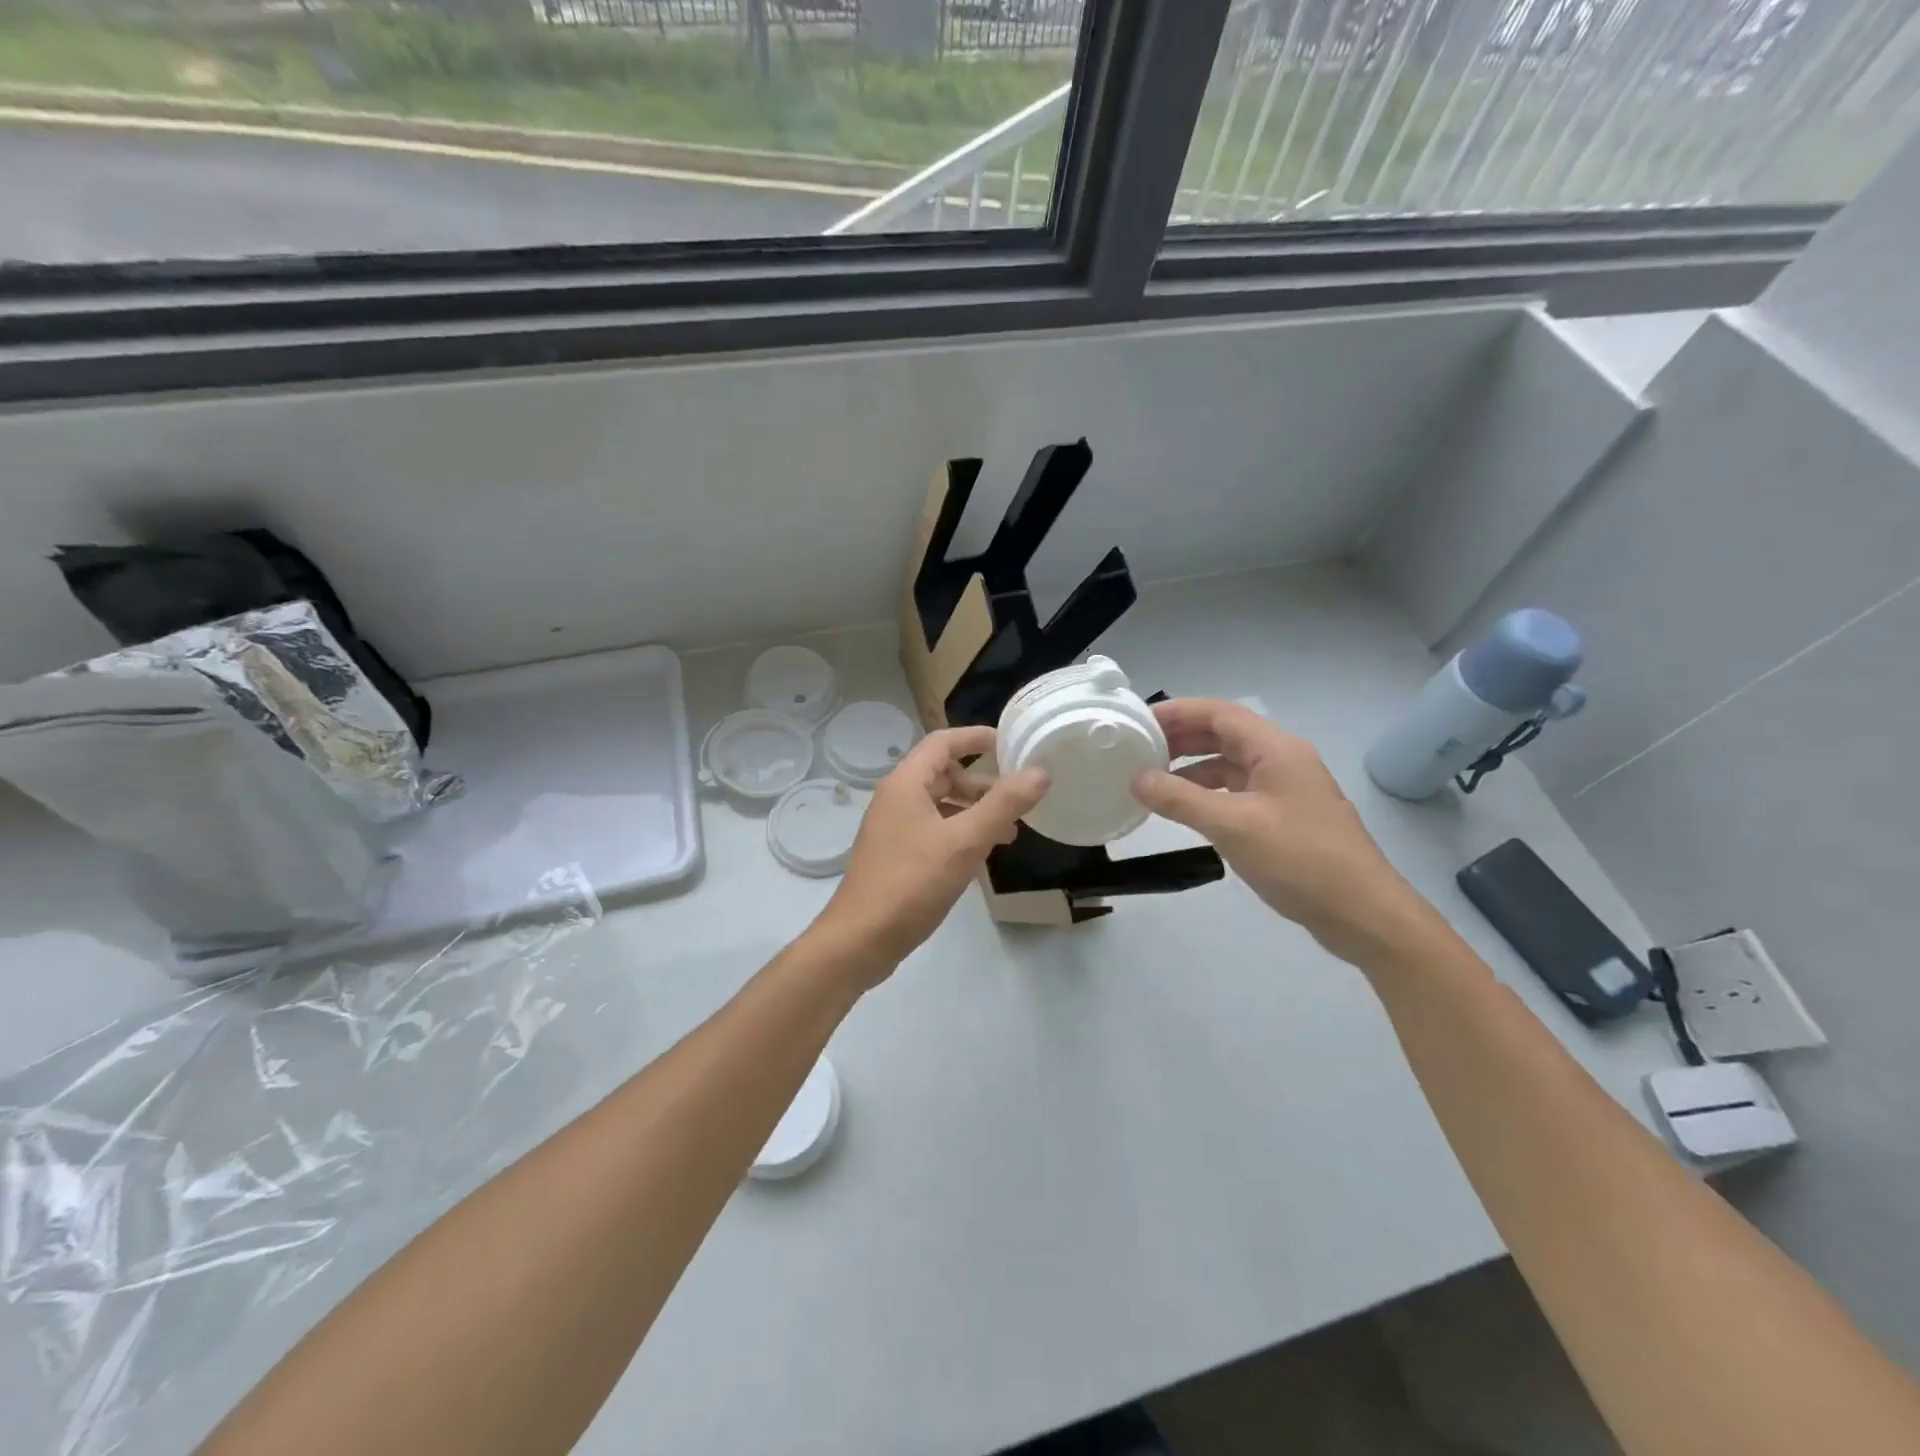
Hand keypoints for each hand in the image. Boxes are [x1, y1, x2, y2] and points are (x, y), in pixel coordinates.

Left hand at [815, 725, 1048, 976]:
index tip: (1011, 743)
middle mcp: (896, 798)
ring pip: (940, 805)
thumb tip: (1040, 772)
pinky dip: (960, 833)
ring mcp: (893, 828)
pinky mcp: (896, 855)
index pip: (943, 742)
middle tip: (1017, 798)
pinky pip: (934, 830)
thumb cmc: (912, 882)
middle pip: (943, 774)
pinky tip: (981, 855)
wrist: (861, 939)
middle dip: (982, 782)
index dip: (976, 737)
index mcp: (906, 783)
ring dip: (974, 811)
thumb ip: (1004, 804)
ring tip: (1010, 831)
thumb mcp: (965, 841)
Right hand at [1130, 699, 1441, 967]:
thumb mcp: (1232, 826)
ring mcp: (1285, 790)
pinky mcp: (1284, 818)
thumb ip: (1180, 799)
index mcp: (1276, 749)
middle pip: (1225, 735)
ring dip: (1192, 767)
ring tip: (1152, 778)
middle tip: (1139, 748)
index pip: (1220, 714)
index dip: (1178, 712)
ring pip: (1230, 765)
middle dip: (1182, 738)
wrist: (1362, 913)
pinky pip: (1238, 792)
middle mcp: (1282, 760)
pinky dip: (1208, 794)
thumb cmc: (1299, 859)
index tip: (1139, 722)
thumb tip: (1136, 778)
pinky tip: (1185, 810)